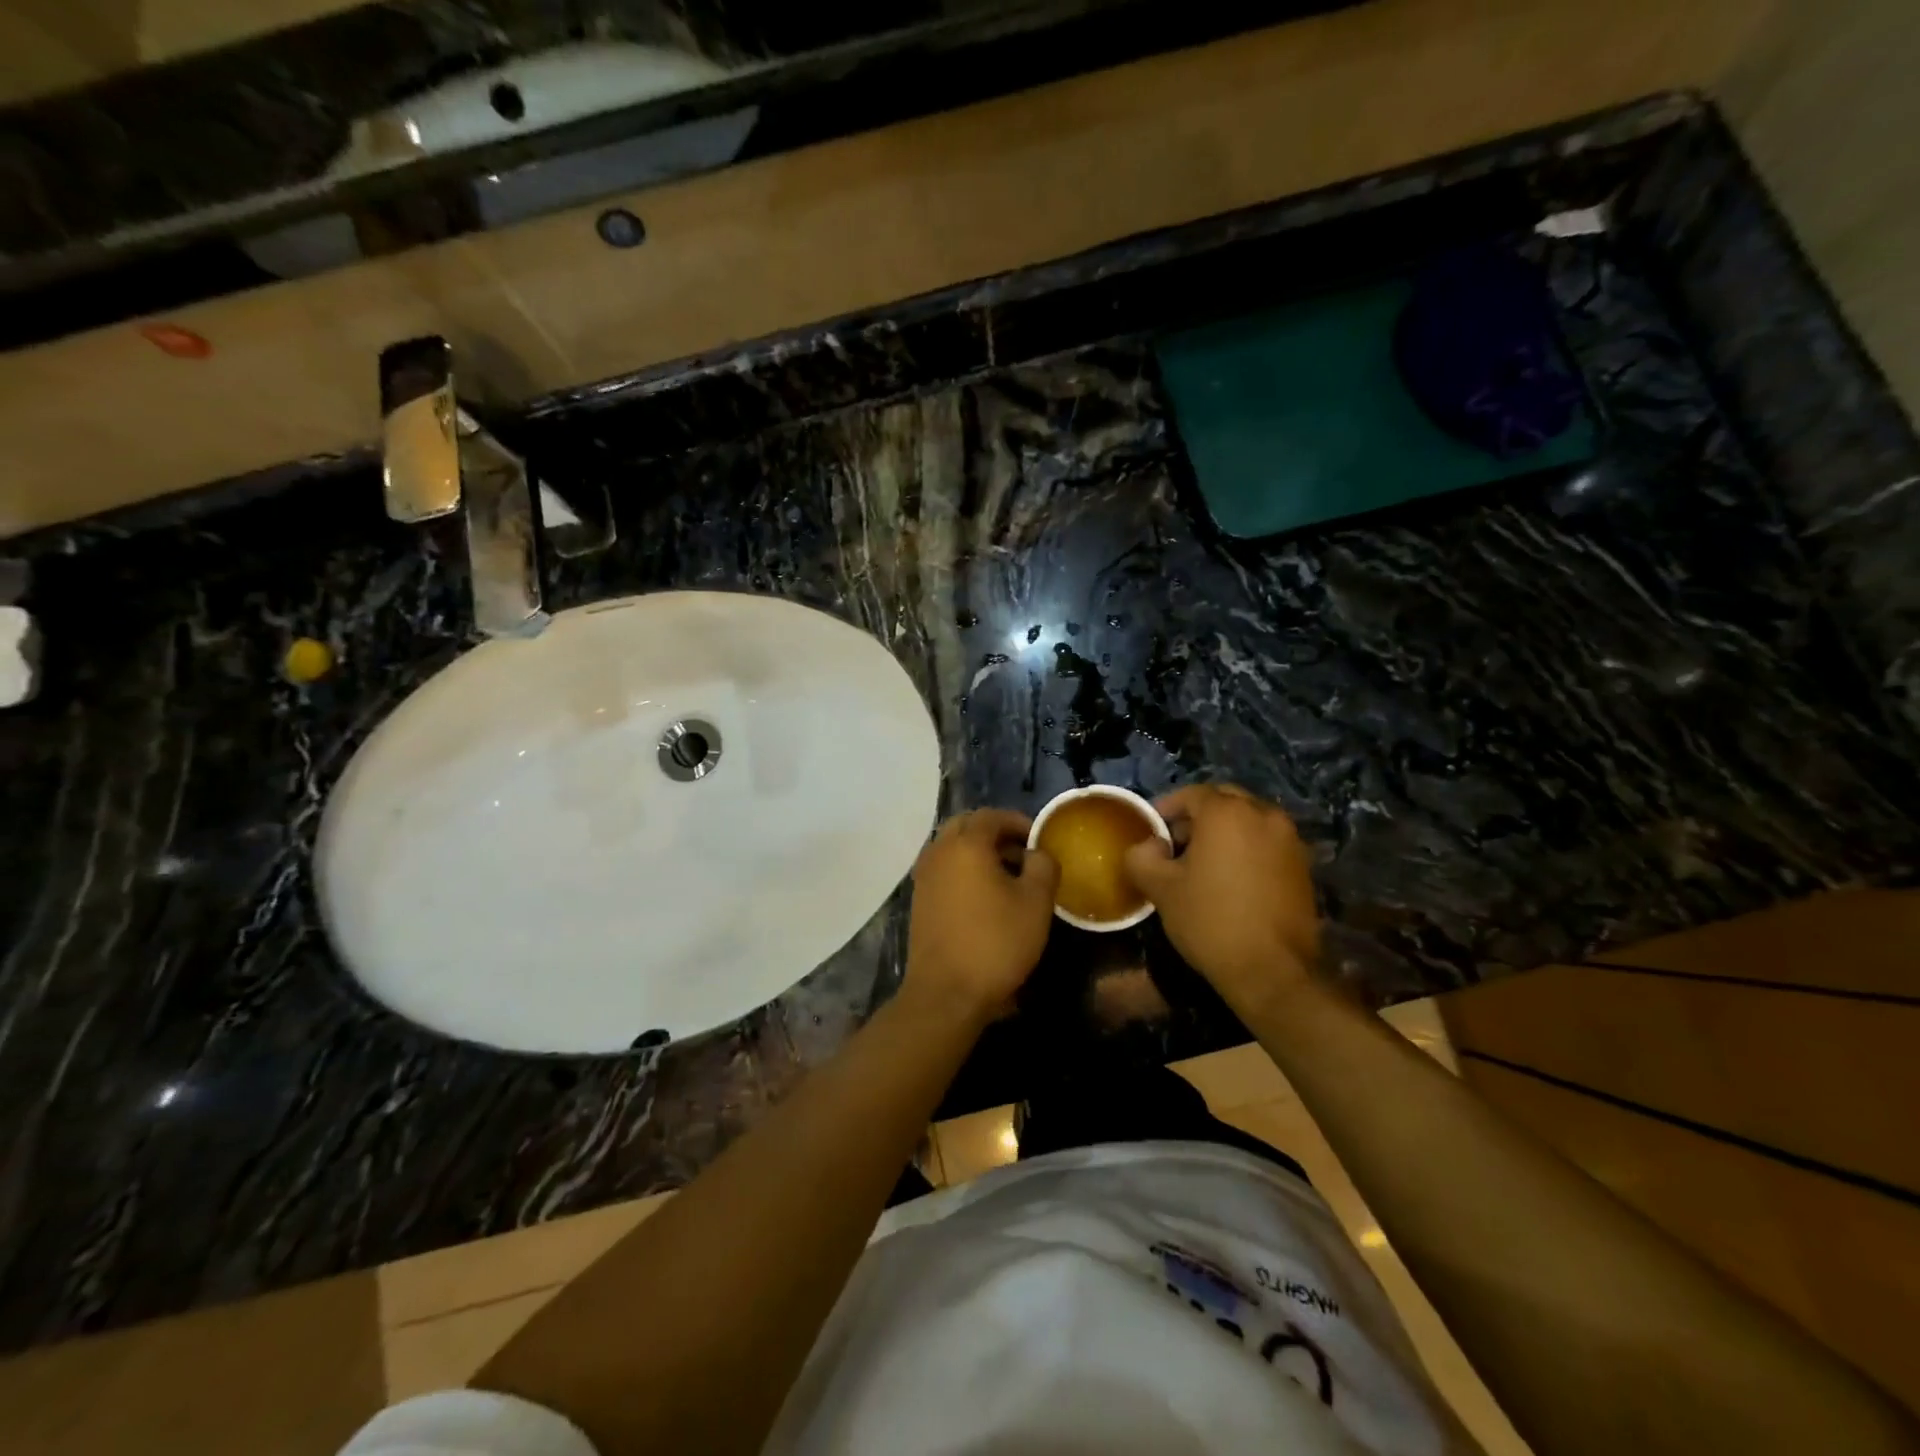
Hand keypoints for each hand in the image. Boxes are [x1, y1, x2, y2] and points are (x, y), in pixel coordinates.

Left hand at [905, 809, 1059, 1024]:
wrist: (946, 992)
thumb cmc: (996, 943)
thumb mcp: (1036, 903)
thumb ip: (1043, 866)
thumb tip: (1037, 852)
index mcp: (966, 844)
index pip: (991, 815)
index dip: (1018, 822)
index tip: (1039, 839)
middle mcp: (939, 851)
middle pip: (966, 826)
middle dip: (995, 833)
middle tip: (1022, 853)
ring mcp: (924, 876)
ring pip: (951, 847)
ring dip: (978, 852)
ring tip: (1007, 876)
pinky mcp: (919, 900)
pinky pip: (943, 869)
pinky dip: (963, 870)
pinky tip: (984, 897)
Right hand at [1124, 784, 1320, 1010]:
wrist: (1272, 970)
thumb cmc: (1210, 920)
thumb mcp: (1160, 888)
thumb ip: (1142, 856)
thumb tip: (1149, 845)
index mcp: (1226, 813)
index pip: (1191, 793)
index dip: (1167, 807)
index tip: (1152, 830)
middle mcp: (1263, 815)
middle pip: (1224, 800)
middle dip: (1198, 815)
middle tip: (1176, 842)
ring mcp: (1289, 839)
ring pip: (1249, 820)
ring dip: (1225, 831)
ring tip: (1203, 862)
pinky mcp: (1303, 865)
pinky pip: (1267, 842)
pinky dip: (1247, 848)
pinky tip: (1231, 878)